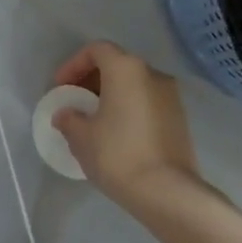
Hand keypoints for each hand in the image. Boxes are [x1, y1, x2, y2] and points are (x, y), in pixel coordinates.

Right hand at [51, 41, 203, 211]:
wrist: (167, 192)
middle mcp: (152, 74)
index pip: (96, 50)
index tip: (60, 88)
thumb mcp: (81, 136)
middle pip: (116, 65)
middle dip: (91, 80)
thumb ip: (69, 118)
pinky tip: (115, 134)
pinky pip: (146, 103)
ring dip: (110, 96)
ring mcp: (171, 97)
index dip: (73, 65)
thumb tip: (66, 114)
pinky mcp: (180, 119)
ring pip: (133, 85)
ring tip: (93, 120)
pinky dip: (128, 109)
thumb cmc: (117, 154)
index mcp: (126, 69)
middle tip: (74, 102)